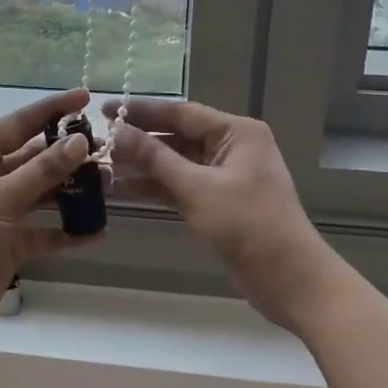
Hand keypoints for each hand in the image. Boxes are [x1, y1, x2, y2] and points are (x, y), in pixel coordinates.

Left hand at [0, 89, 102, 352]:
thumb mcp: (0, 198)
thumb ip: (43, 171)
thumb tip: (80, 142)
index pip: (20, 123)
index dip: (53, 109)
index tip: (86, 98)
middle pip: (35, 158)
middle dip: (69, 154)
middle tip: (108, 150)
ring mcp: (0, 211)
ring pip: (43, 192)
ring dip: (73, 190)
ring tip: (109, 185)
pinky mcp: (10, 243)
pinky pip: (45, 230)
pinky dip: (68, 230)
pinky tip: (97, 230)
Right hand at [109, 98, 334, 331]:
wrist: (289, 278)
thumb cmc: (248, 224)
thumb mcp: (197, 188)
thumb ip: (154, 158)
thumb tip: (116, 131)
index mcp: (236, 132)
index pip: (181, 112)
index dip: (141, 111)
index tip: (104, 110)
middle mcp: (232, 147)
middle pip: (177, 136)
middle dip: (139, 140)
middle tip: (98, 141)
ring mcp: (225, 176)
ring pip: (176, 162)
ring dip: (143, 166)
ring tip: (102, 166)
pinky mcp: (219, 201)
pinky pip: (181, 185)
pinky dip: (156, 186)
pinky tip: (124, 189)